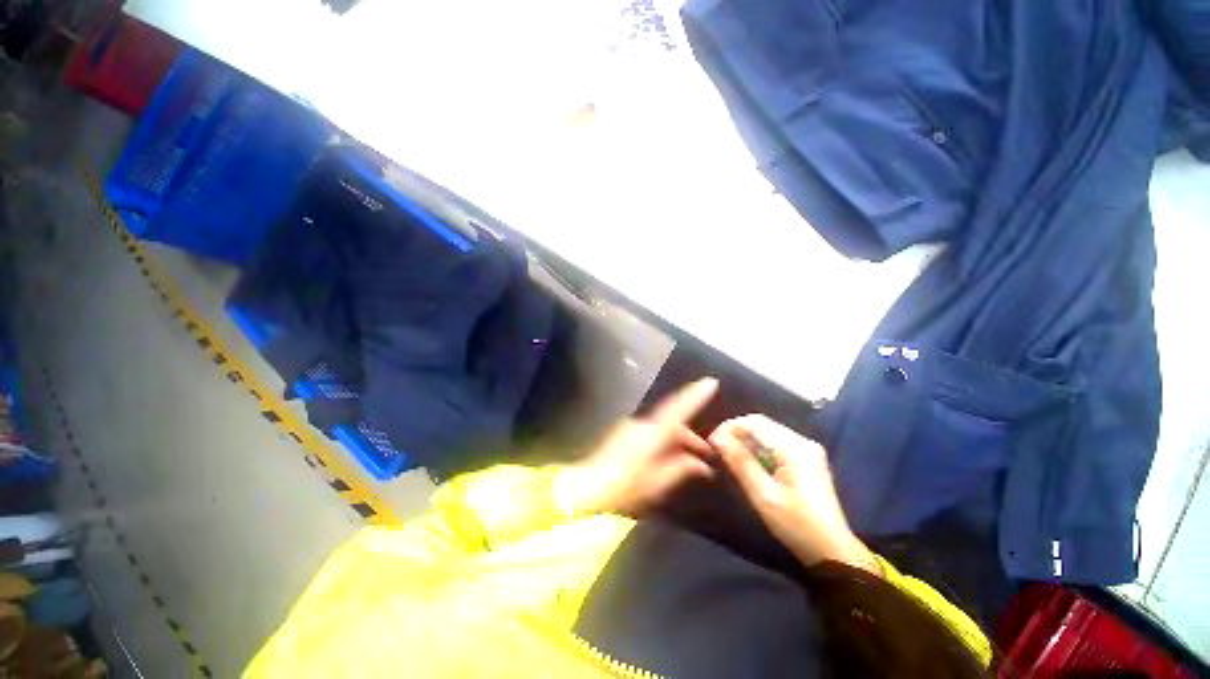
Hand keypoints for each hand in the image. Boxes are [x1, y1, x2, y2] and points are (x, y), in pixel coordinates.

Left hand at [560, 378, 718, 516]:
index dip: (695, 395)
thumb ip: (681, 468)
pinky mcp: (623, 434)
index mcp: (653, 433)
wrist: (588, 487)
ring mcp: (630, 428)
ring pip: (661, 429)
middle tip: (707, 455)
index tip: (711, 382)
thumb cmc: (626, 487)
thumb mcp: (658, 482)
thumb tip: (700, 463)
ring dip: (677, 442)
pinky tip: (667, 460)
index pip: (678, 409)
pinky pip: (650, 433)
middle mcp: (642, 424)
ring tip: (690, 462)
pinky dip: (662, 443)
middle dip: (690, 437)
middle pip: (672, 423)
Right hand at [709, 415, 879, 573]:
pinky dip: (758, 449)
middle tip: (717, 450)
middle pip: (761, 424)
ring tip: (728, 457)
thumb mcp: (764, 495)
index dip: (729, 427)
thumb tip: (717, 438)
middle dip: (736, 433)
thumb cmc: (797, 525)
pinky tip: (748, 463)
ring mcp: (806, 450)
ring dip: (745, 441)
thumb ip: (740, 462)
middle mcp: (802, 441)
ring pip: (767, 433)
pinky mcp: (806, 460)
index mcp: (795, 447)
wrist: (833, 552)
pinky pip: (775, 444)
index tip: (711, 442)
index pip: (755, 422)